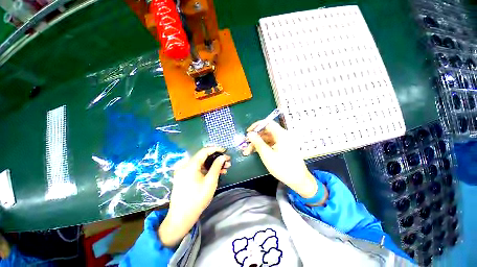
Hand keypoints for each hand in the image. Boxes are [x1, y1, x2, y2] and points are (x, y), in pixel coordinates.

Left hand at [159, 147, 230, 246]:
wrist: (181, 217)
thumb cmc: (197, 199)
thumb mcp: (210, 181)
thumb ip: (217, 166)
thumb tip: (223, 157)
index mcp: (190, 165)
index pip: (204, 151)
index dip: (216, 149)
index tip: (225, 151)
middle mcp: (185, 165)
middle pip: (203, 157)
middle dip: (216, 159)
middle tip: (227, 162)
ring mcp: (183, 171)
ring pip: (201, 163)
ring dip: (212, 165)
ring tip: (224, 168)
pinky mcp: (184, 177)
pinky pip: (197, 169)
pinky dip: (206, 170)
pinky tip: (215, 173)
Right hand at [242, 121, 326, 202]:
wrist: (298, 180)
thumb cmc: (282, 167)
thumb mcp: (267, 155)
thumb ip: (258, 142)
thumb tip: (250, 134)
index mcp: (281, 134)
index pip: (267, 123)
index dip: (256, 126)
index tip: (248, 132)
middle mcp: (283, 136)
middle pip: (266, 131)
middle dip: (255, 137)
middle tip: (245, 143)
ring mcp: (283, 142)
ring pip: (267, 138)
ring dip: (257, 143)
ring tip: (247, 151)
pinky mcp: (282, 148)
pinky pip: (271, 144)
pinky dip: (263, 147)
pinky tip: (255, 152)